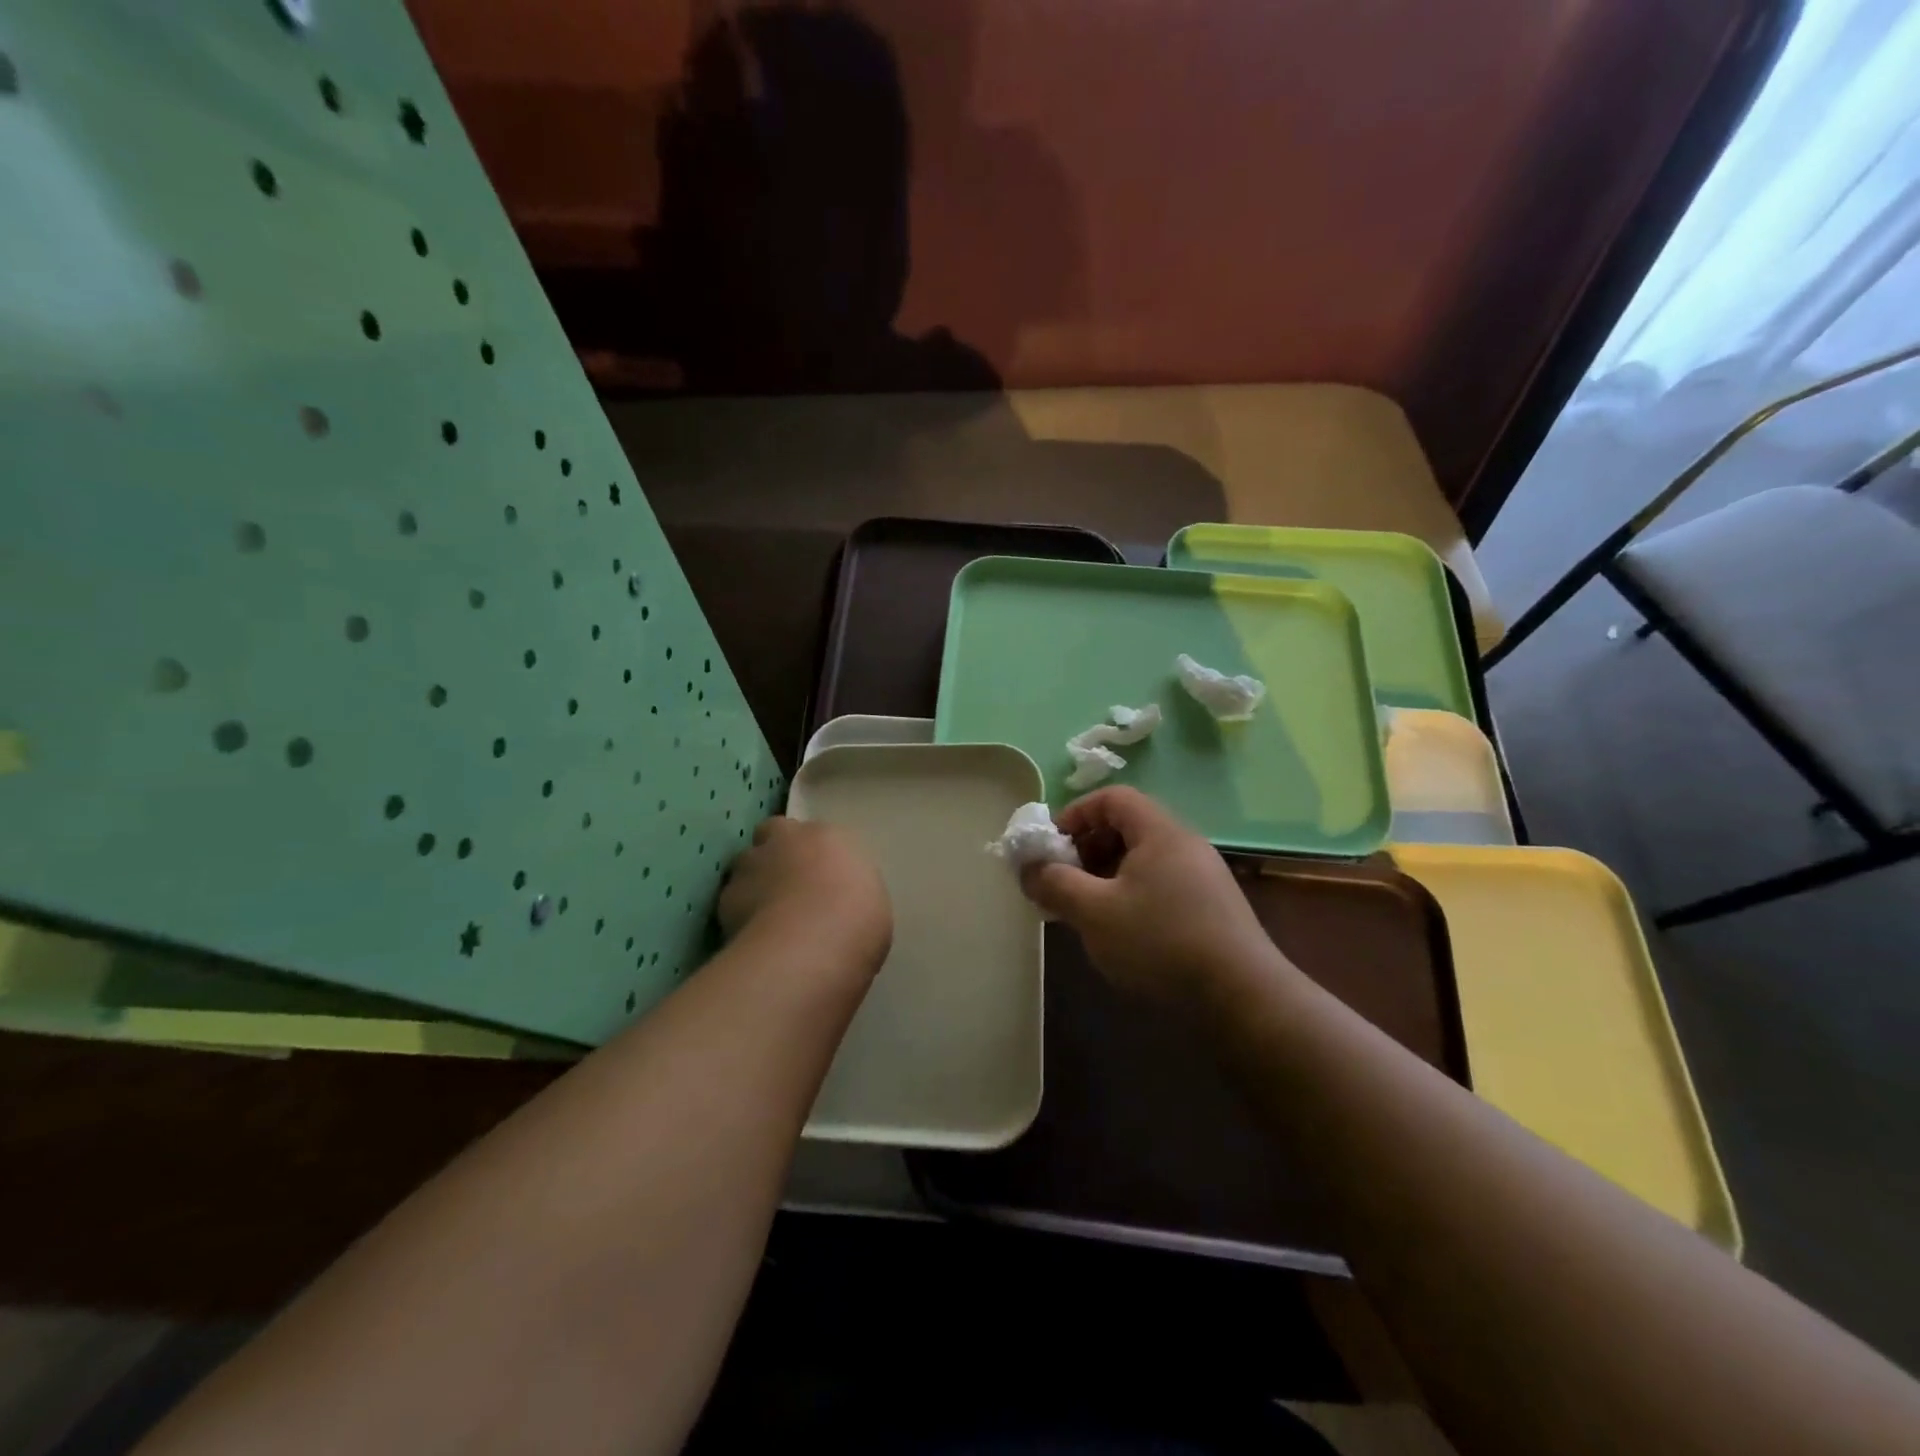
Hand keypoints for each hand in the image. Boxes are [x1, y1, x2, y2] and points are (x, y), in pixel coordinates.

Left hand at [719, 817, 891, 979]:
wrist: (811, 946)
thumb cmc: (857, 920)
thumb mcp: (870, 902)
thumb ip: (847, 890)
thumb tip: (836, 902)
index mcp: (826, 836)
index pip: (813, 833)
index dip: (812, 853)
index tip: (819, 877)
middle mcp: (784, 841)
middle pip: (771, 833)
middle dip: (776, 853)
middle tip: (788, 885)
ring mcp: (750, 866)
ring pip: (745, 866)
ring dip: (753, 882)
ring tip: (766, 916)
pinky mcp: (724, 899)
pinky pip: (731, 903)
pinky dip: (738, 916)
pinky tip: (753, 938)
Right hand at [1021, 787, 1292, 1003]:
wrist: (1242, 998)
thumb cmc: (1161, 942)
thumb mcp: (1094, 912)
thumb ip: (1054, 884)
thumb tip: (1028, 868)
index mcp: (1160, 832)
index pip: (1113, 798)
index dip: (1076, 814)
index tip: (1052, 846)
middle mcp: (1185, 845)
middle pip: (1128, 826)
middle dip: (1087, 848)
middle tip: (1064, 881)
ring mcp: (1203, 877)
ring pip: (1143, 859)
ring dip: (1107, 875)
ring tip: (1086, 910)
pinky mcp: (1212, 908)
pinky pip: (1161, 884)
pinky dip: (1131, 895)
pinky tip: (1122, 932)